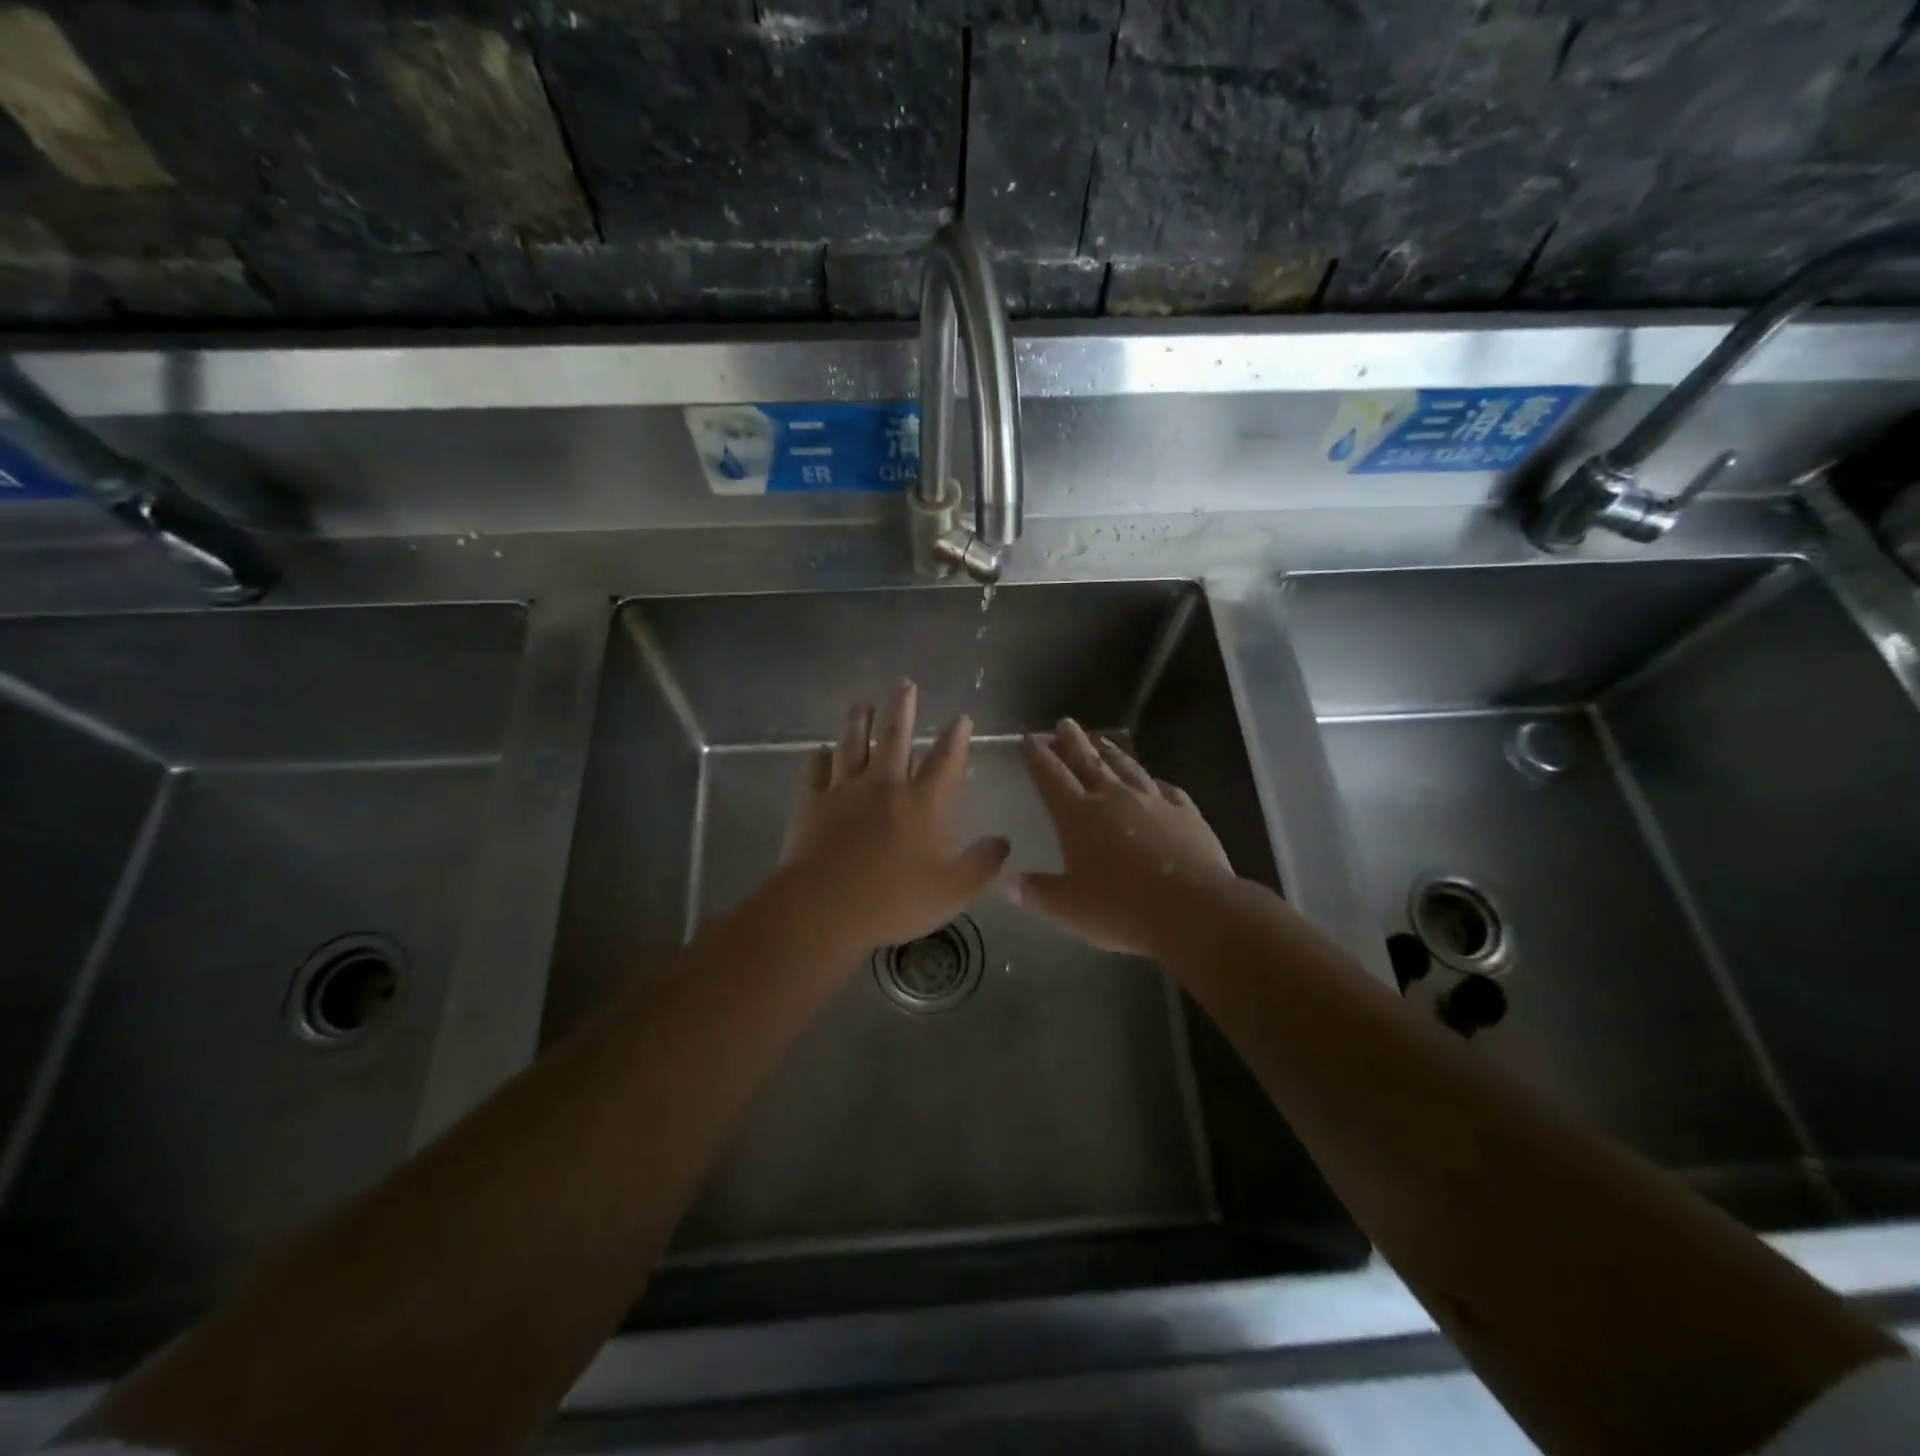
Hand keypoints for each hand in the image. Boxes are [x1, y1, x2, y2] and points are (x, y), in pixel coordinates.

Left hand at [781, 681, 1009, 956]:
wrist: (825, 907)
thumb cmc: (894, 899)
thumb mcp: (953, 890)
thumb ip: (982, 864)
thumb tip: (1004, 842)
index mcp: (922, 803)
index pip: (945, 761)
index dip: (956, 738)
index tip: (962, 716)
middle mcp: (884, 785)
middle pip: (895, 737)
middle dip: (902, 709)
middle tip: (905, 684)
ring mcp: (844, 791)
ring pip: (852, 744)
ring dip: (858, 721)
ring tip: (862, 703)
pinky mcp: (811, 803)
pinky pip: (814, 771)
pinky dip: (818, 758)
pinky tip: (819, 749)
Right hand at [1014, 719, 1235, 956]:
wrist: (1194, 909)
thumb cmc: (1121, 909)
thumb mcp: (1069, 909)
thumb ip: (1038, 893)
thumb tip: (1009, 884)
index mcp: (1078, 816)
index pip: (1051, 776)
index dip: (1038, 756)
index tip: (1030, 737)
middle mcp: (1113, 798)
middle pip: (1088, 761)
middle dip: (1072, 741)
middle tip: (1063, 723)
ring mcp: (1153, 801)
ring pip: (1126, 767)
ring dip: (1111, 751)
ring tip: (1101, 739)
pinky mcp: (1186, 813)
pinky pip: (1166, 789)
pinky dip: (1155, 781)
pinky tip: (1155, 780)